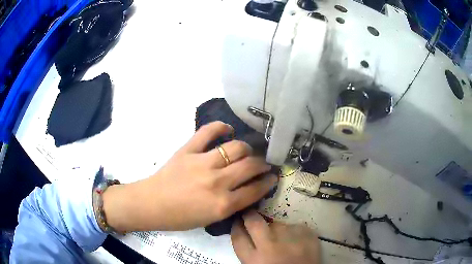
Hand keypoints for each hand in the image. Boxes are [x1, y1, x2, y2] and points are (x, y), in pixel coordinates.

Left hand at [103, 121, 277, 231]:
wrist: (151, 204)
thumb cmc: (180, 217)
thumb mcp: (211, 219)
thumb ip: (232, 204)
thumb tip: (249, 188)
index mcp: (223, 205)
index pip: (255, 189)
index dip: (268, 182)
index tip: (273, 177)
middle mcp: (217, 182)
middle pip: (250, 166)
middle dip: (263, 163)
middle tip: (263, 163)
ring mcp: (202, 163)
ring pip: (236, 147)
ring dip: (247, 149)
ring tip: (246, 151)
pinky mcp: (188, 150)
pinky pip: (208, 132)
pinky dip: (221, 127)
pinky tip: (228, 130)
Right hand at [231, 210, 320, 263]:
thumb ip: (251, 253)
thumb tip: (249, 236)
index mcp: (254, 259)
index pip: (238, 236)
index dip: (236, 226)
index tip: (238, 222)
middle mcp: (270, 245)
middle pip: (254, 222)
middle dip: (250, 216)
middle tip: (251, 216)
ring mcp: (290, 238)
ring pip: (278, 224)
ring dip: (277, 229)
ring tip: (283, 240)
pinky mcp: (308, 234)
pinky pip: (296, 227)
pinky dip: (294, 232)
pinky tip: (297, 242)